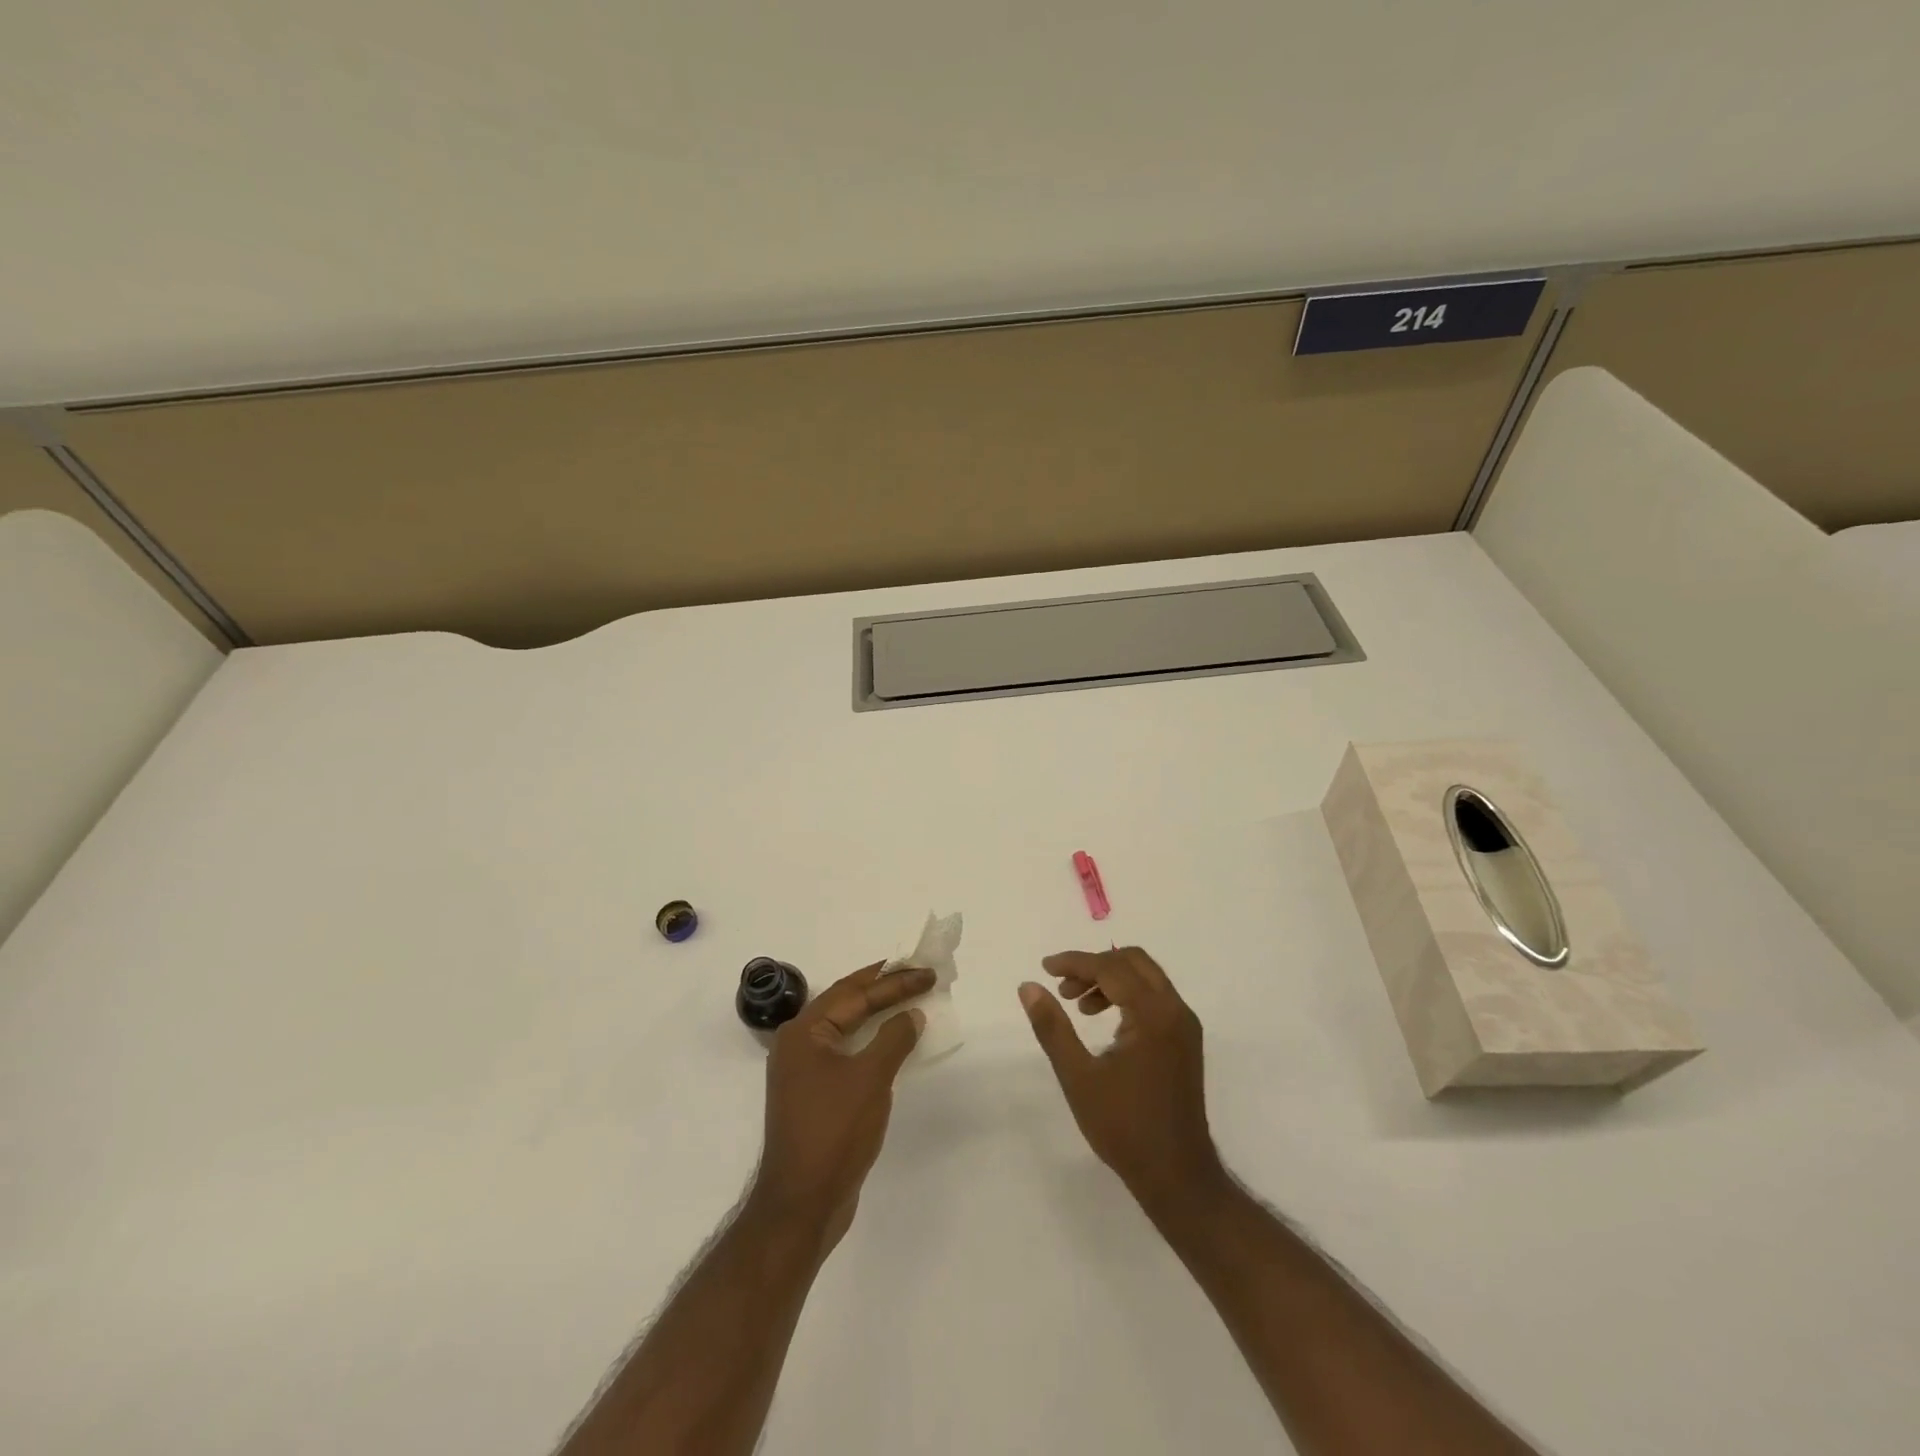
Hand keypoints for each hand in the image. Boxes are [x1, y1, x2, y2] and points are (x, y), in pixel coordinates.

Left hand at [750, 962, 931, 1249]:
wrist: (802, 1203)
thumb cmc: (834, 1131)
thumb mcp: (870, 1078)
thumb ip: (893, 1038)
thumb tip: (912, 1014)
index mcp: (804, 1032)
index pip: (854, 993)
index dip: (893, 981)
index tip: (926, 972)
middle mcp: (798, 1043)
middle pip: (846, 1003)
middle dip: (883, 988)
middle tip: (918, 973)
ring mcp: (804, 1071)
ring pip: (846, 1028)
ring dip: (878, 1013)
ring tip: (909, 999)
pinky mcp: (814, 1094)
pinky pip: (847, 1052)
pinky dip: (871, 1041)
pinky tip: (892, 1041)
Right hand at [1019, 947, 1226, 1217]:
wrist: (1177, 1176)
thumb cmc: (1124, 1127)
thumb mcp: (1078, 1077)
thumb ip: (1052, 1027)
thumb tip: (1029, 986)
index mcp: (1152, 1014)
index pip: (1110, 968)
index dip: (1075, 962)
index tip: (1045, 967)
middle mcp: (1175, 1010)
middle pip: (1133, 961)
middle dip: (1094, 965)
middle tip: (1063, 987)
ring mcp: (1185, 1025)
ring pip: (1146, 977)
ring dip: (1110, 979)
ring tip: (1078, 1006)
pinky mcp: (1185, 1040)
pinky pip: (1155, 997)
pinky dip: (1127, 995)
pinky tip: (1103, 1022)